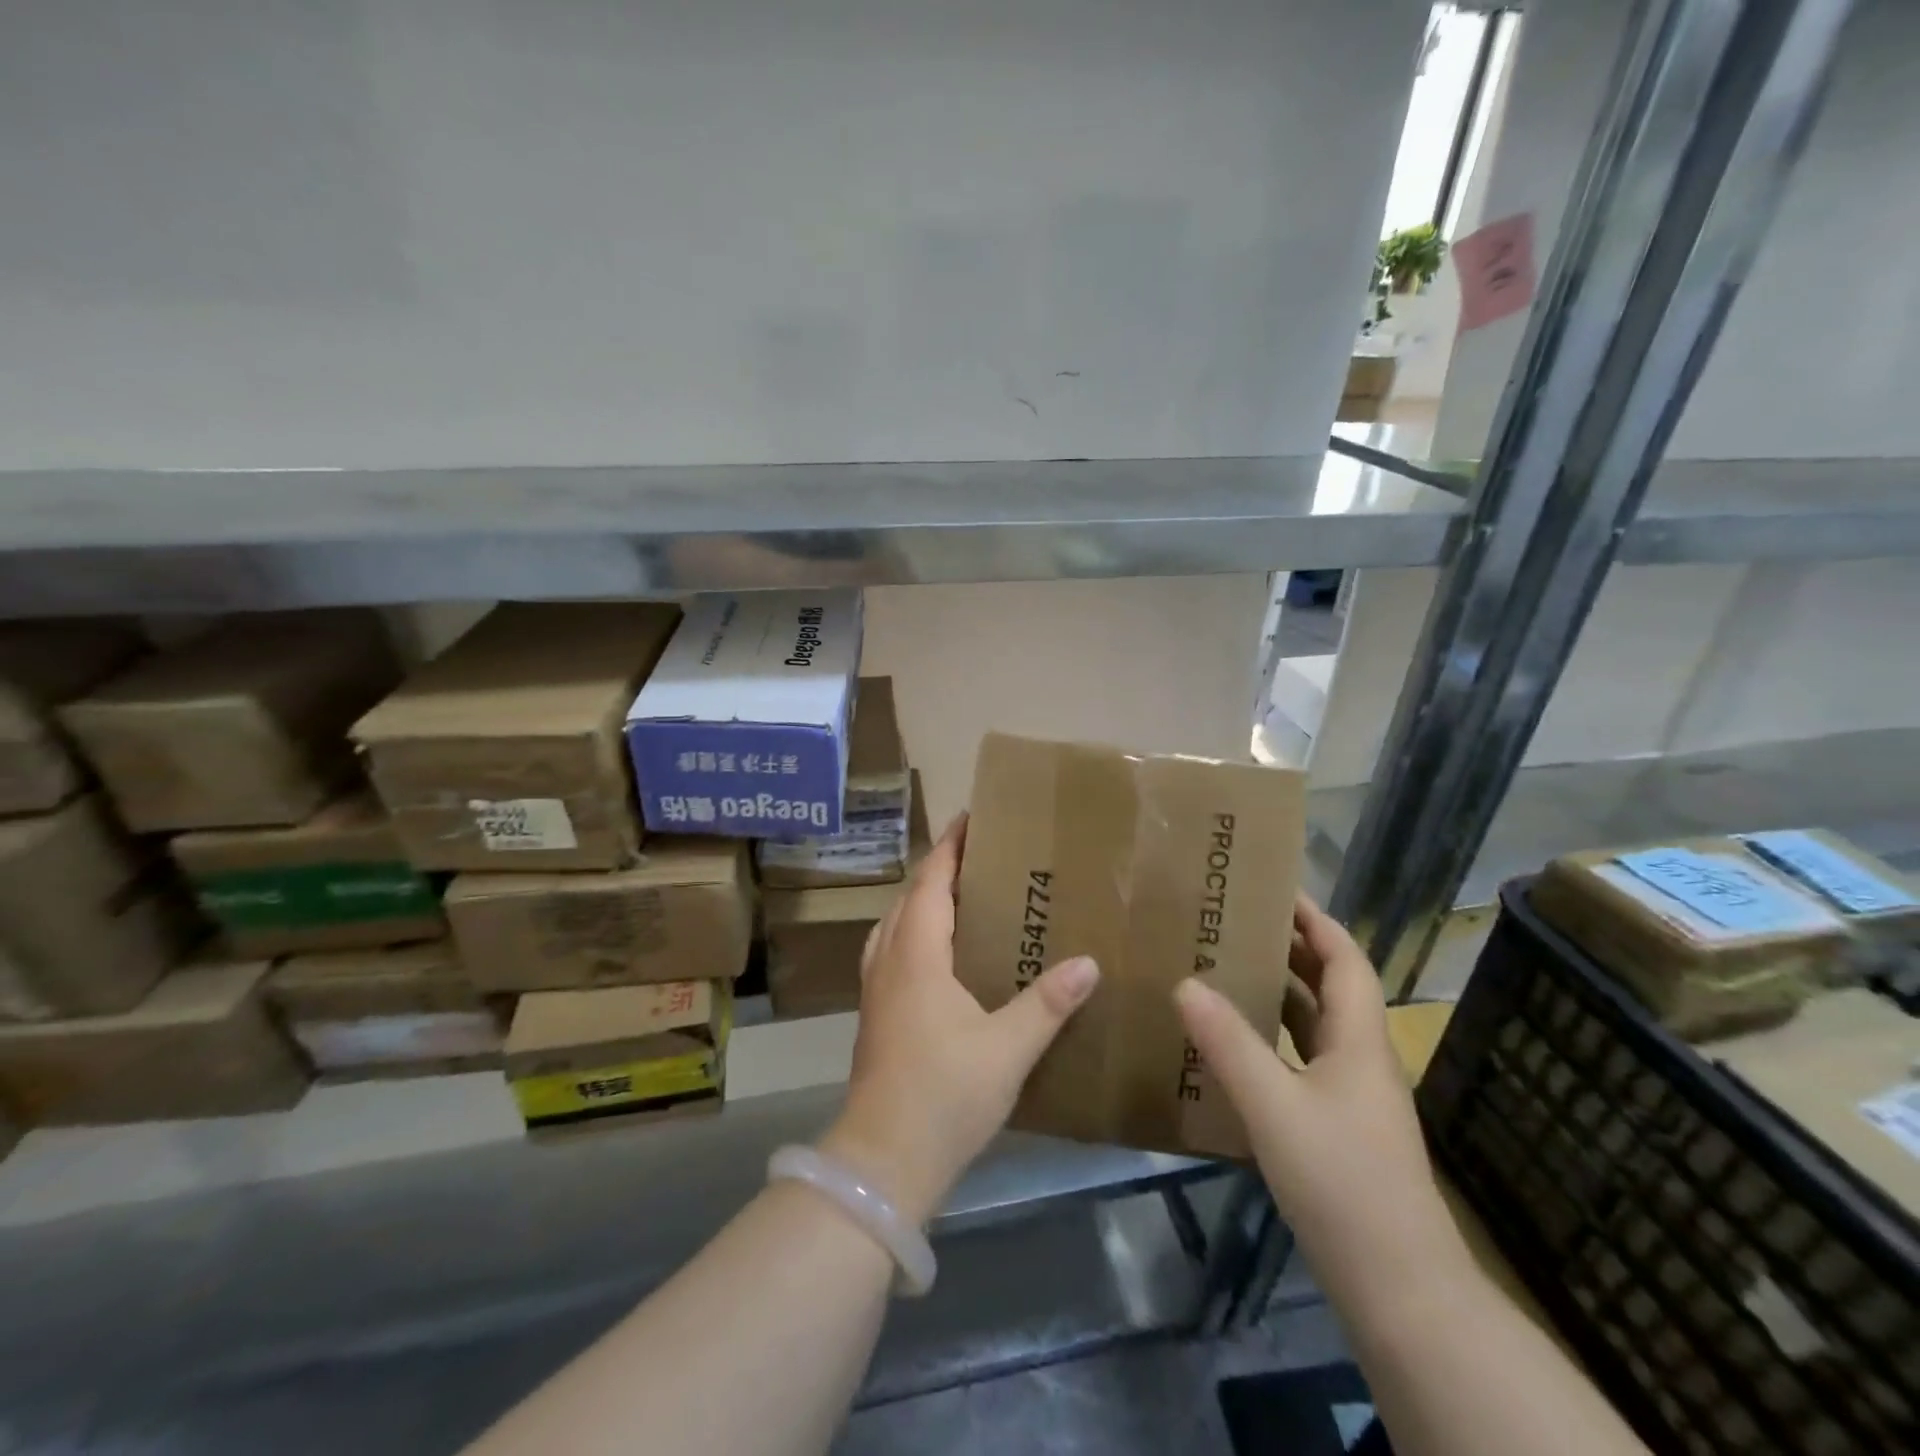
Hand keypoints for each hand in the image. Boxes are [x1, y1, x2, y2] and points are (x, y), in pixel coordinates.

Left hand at [821, 814, 1099, 1225]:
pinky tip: (938, 955)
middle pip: (910, 896)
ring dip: (922, 901)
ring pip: (896, 923)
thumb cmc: (945, 1094)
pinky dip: (913, 932)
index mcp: (917, 954)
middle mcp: (890, 960)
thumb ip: (1048, 1003)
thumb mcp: (1008, 1049)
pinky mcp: (875, 1013)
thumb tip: (1088, 963)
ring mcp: (876, 987)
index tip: (971, 818)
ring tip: (961, 897)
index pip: (932, 881)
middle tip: (980, 857)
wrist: (883, 1159)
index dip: (949, 846)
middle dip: (939, 869)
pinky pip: (892, 950)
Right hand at [1174, 895, 1462, 1299]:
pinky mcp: (1336, 1130)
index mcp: (1359, 1041)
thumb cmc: (1343, 1182)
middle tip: (1235, 925)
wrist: (1399, 1289)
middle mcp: (1360, 1060)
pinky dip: (1271, 1042)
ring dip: (1278, 995)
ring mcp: (1350, 1098)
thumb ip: (1229, 1043)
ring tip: (1226, 971)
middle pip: (1331, 988)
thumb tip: (1185, 982)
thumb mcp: (1275, 1106)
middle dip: (1290, 950)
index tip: (1274, 890)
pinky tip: (1233, 1048)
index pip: (1345, 959)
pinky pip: (1300, 1063)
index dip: (1316, 920)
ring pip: (1314, 1027)